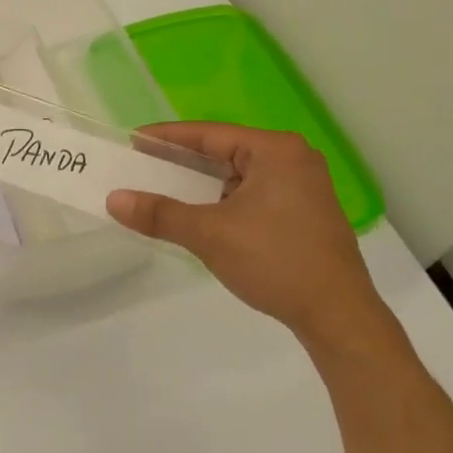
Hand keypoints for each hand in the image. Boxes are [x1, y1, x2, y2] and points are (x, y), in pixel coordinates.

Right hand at [106, 123, 391, 351]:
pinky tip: (199, 215)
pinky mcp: (304, 214)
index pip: (208, 134)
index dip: (166, 138)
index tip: (132, 140)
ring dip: (202, 185)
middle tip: (142, 166)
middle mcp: (292, 159)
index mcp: (275, 150)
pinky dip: (223, 201)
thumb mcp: (210, 234)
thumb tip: (113, 200)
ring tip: (163, 191)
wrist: (339, 317)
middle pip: (223, 152)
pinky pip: (252, 195)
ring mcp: (303, 187)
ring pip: (237, 176)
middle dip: (182, 162)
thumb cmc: (275, 261)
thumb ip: (160, 214)